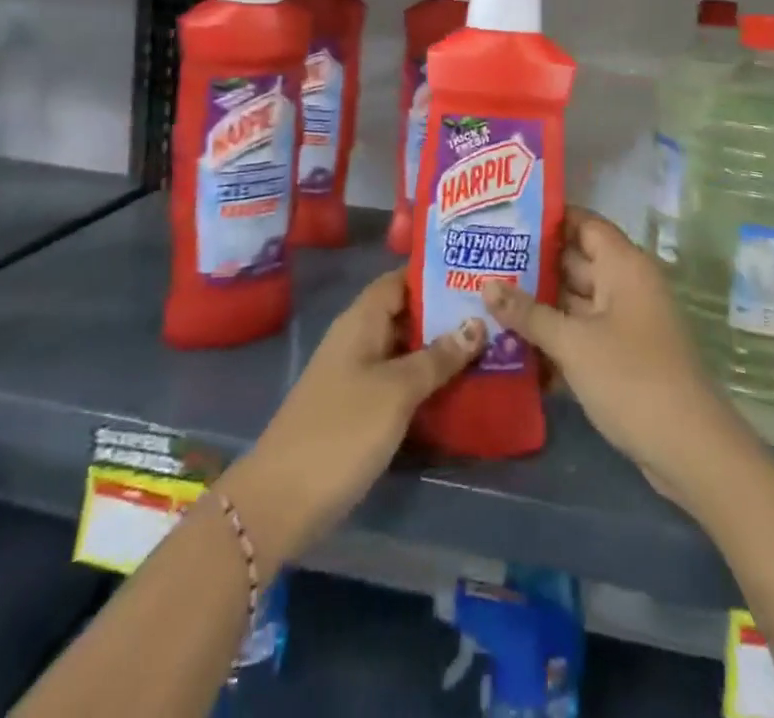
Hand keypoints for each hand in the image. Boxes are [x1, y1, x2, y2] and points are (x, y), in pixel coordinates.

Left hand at [219, 270, 482, 565]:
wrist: (281, 501)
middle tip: (493, 314)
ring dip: (439, 350)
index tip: (475, 274)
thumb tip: (476, 323)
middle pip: (405, 314)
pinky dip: (425, 381)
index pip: (400, 280)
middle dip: (445, 314)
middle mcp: (357, 339)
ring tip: (488, 348)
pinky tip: (458, 391)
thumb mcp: (396, 390)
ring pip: (404, 350)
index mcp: (361, 321)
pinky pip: (397, 382)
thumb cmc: (341, 431)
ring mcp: (355, 376)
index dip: (434, 274)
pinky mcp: (357, 410)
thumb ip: (437, 357)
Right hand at [482, 208, 753, 513]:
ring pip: (575, 300)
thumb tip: (486, 285)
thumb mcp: (572, 342)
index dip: (548, 218)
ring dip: (539, 302)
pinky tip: (513, 341)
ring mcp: (626, 322)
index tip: (506, 217)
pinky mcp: (623, 355)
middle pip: (575, 261)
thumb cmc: (631, 378)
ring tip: (488, 296)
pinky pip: (583, 332)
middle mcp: (626, 285)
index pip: (583, 223)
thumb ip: (528, 313)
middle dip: (533, 263)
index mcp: (623, 266)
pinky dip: (555, 334)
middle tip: (484, 258)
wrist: (689, 449)